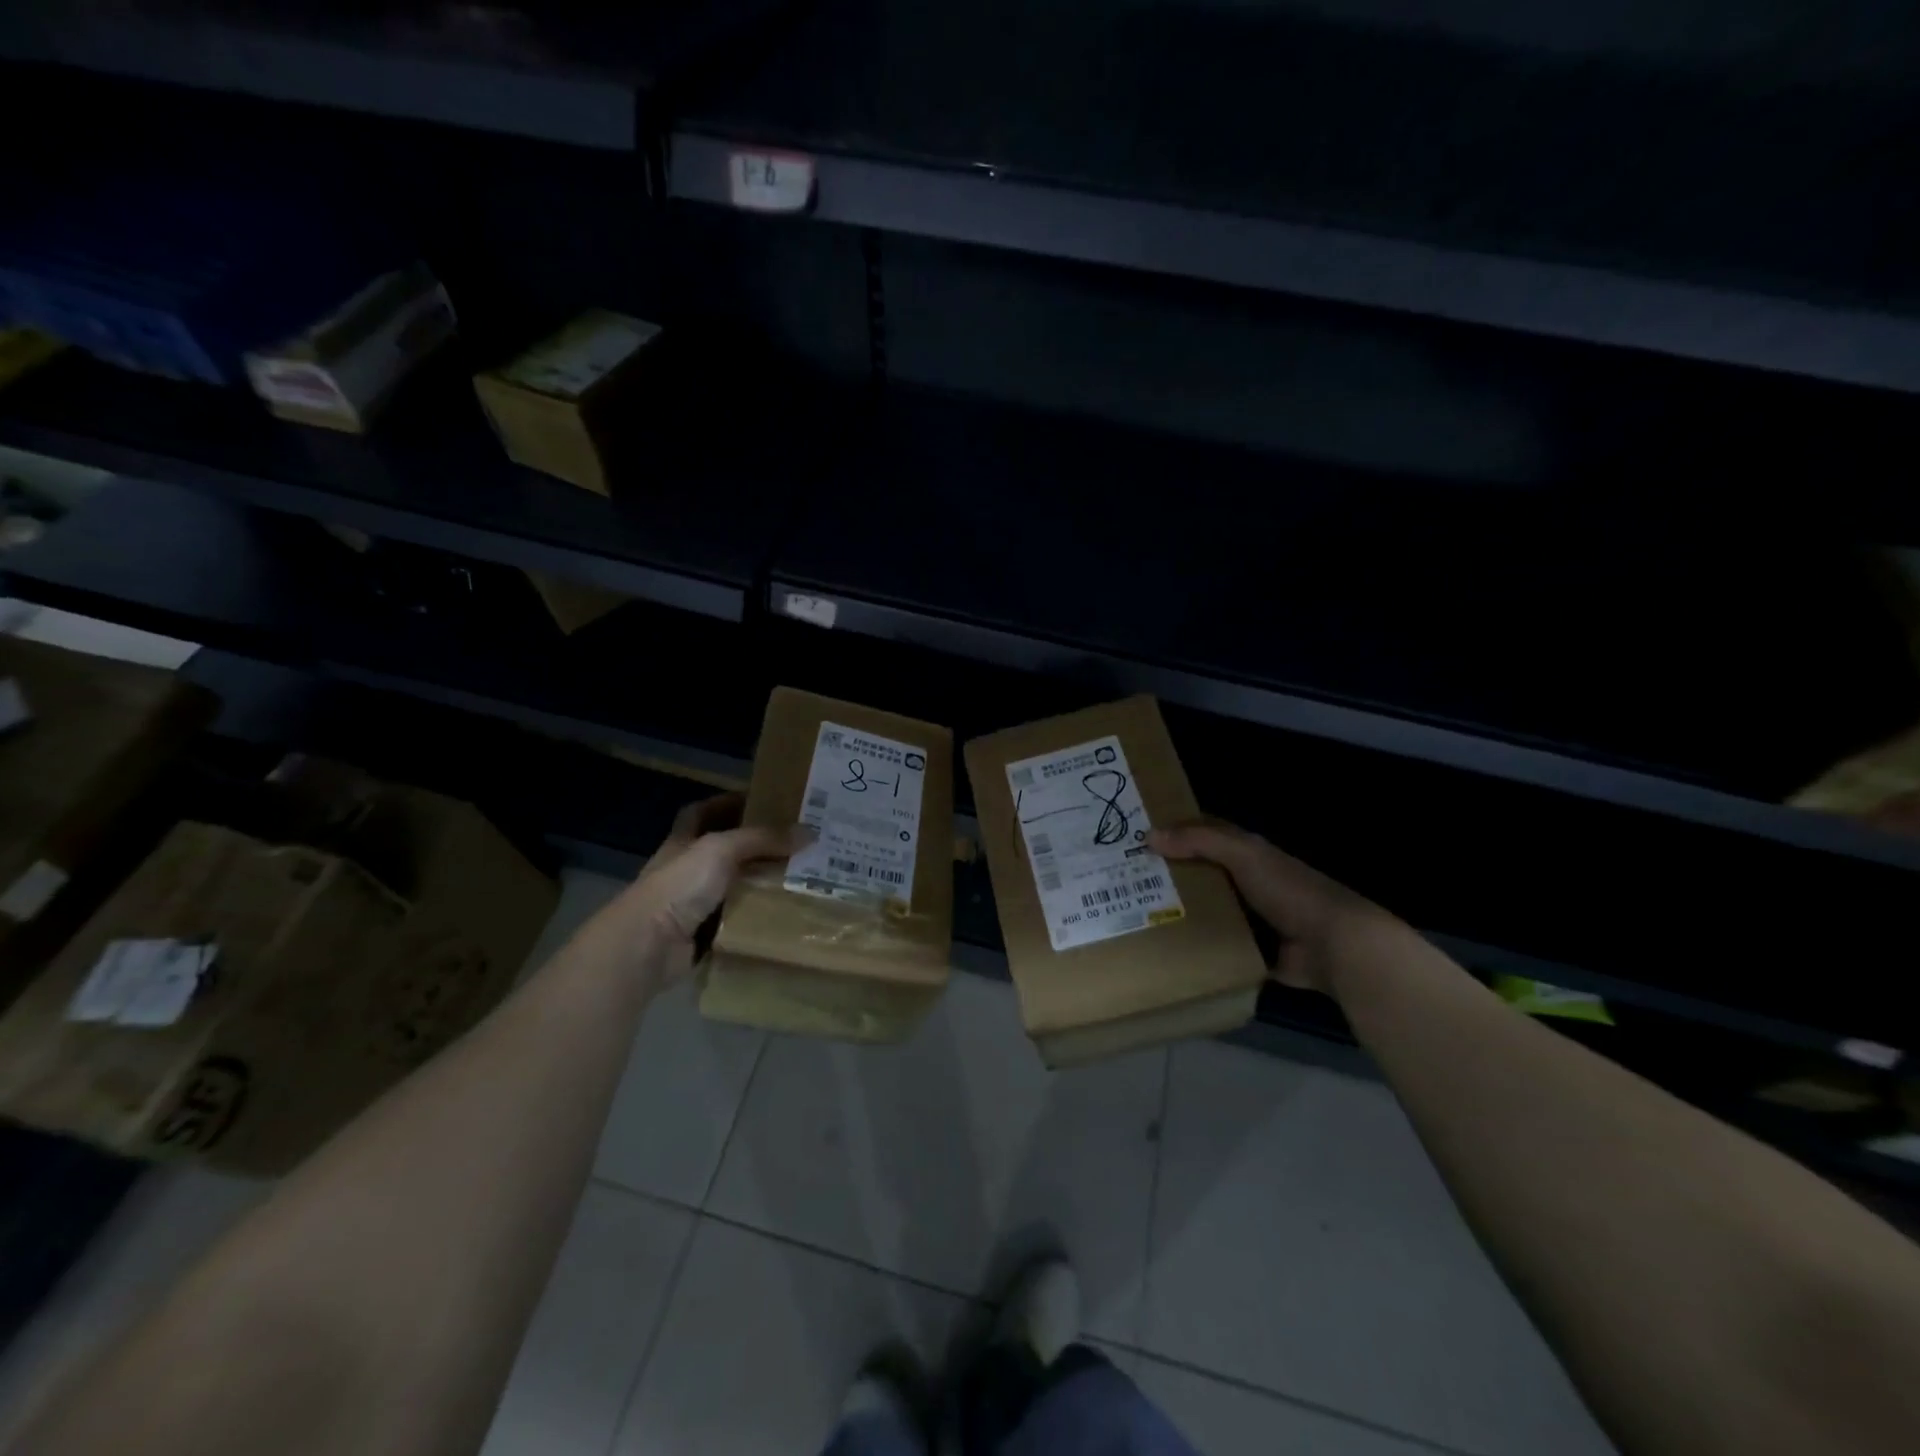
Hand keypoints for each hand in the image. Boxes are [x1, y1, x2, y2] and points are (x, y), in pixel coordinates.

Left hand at [590, 793, 806, 989]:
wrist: (647, 946)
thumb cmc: (679, 886)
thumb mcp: (721, 850)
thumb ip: (763, 839)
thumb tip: (810, 832)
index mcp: (683, 841)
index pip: (705, 812)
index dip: (730, 803)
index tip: (765, 801)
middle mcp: (687, 869)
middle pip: (726, 850)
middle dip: (758, 846)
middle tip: (798, 841)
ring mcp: (694, 904)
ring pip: (736, 887)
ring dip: (762, 883)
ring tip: (803, 876)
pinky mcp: (704, 934)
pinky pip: (739, 920)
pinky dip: (758, 917)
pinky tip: (787, 912)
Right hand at [1149, 819, 1396, 993]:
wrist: (1333, 944)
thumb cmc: (1287, 889)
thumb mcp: (1242, 855)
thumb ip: (1199, 841)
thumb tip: (1149, 835)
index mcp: (1249, 853)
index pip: (1206, 834)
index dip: (1176, 832)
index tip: (1138, 836)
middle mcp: (1249, 881)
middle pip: (1202, 872)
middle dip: (1170, 874)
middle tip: (1127, 878)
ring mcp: (1252, 917)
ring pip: (1207, 908)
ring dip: (1180, 911)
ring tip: (1137, 914)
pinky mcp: (1253, 950)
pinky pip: (1218, 945)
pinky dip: (1198, 946)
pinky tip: (1166, 947)